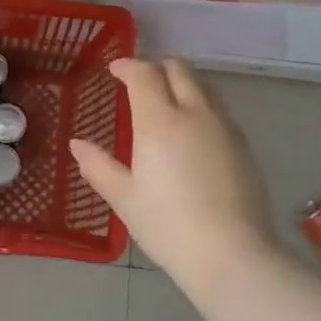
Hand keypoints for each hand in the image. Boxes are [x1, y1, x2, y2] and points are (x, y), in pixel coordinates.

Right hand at [70, 58, 277, 294]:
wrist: (231, 255)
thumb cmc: (167, 226)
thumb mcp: (124, 198)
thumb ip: (98, 166)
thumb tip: (77, 144)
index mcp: (159, 121)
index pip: (144, 74)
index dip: (127, 66)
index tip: (114, 70)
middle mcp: (195, 113)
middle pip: (179, 70)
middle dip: (156, 67)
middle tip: (139, 83)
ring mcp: (224, 128)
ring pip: (203, 87)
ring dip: (182, 84)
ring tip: (166, 103)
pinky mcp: (243, 146)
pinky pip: (218, 110)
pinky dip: (200, 106)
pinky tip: (192, 133)